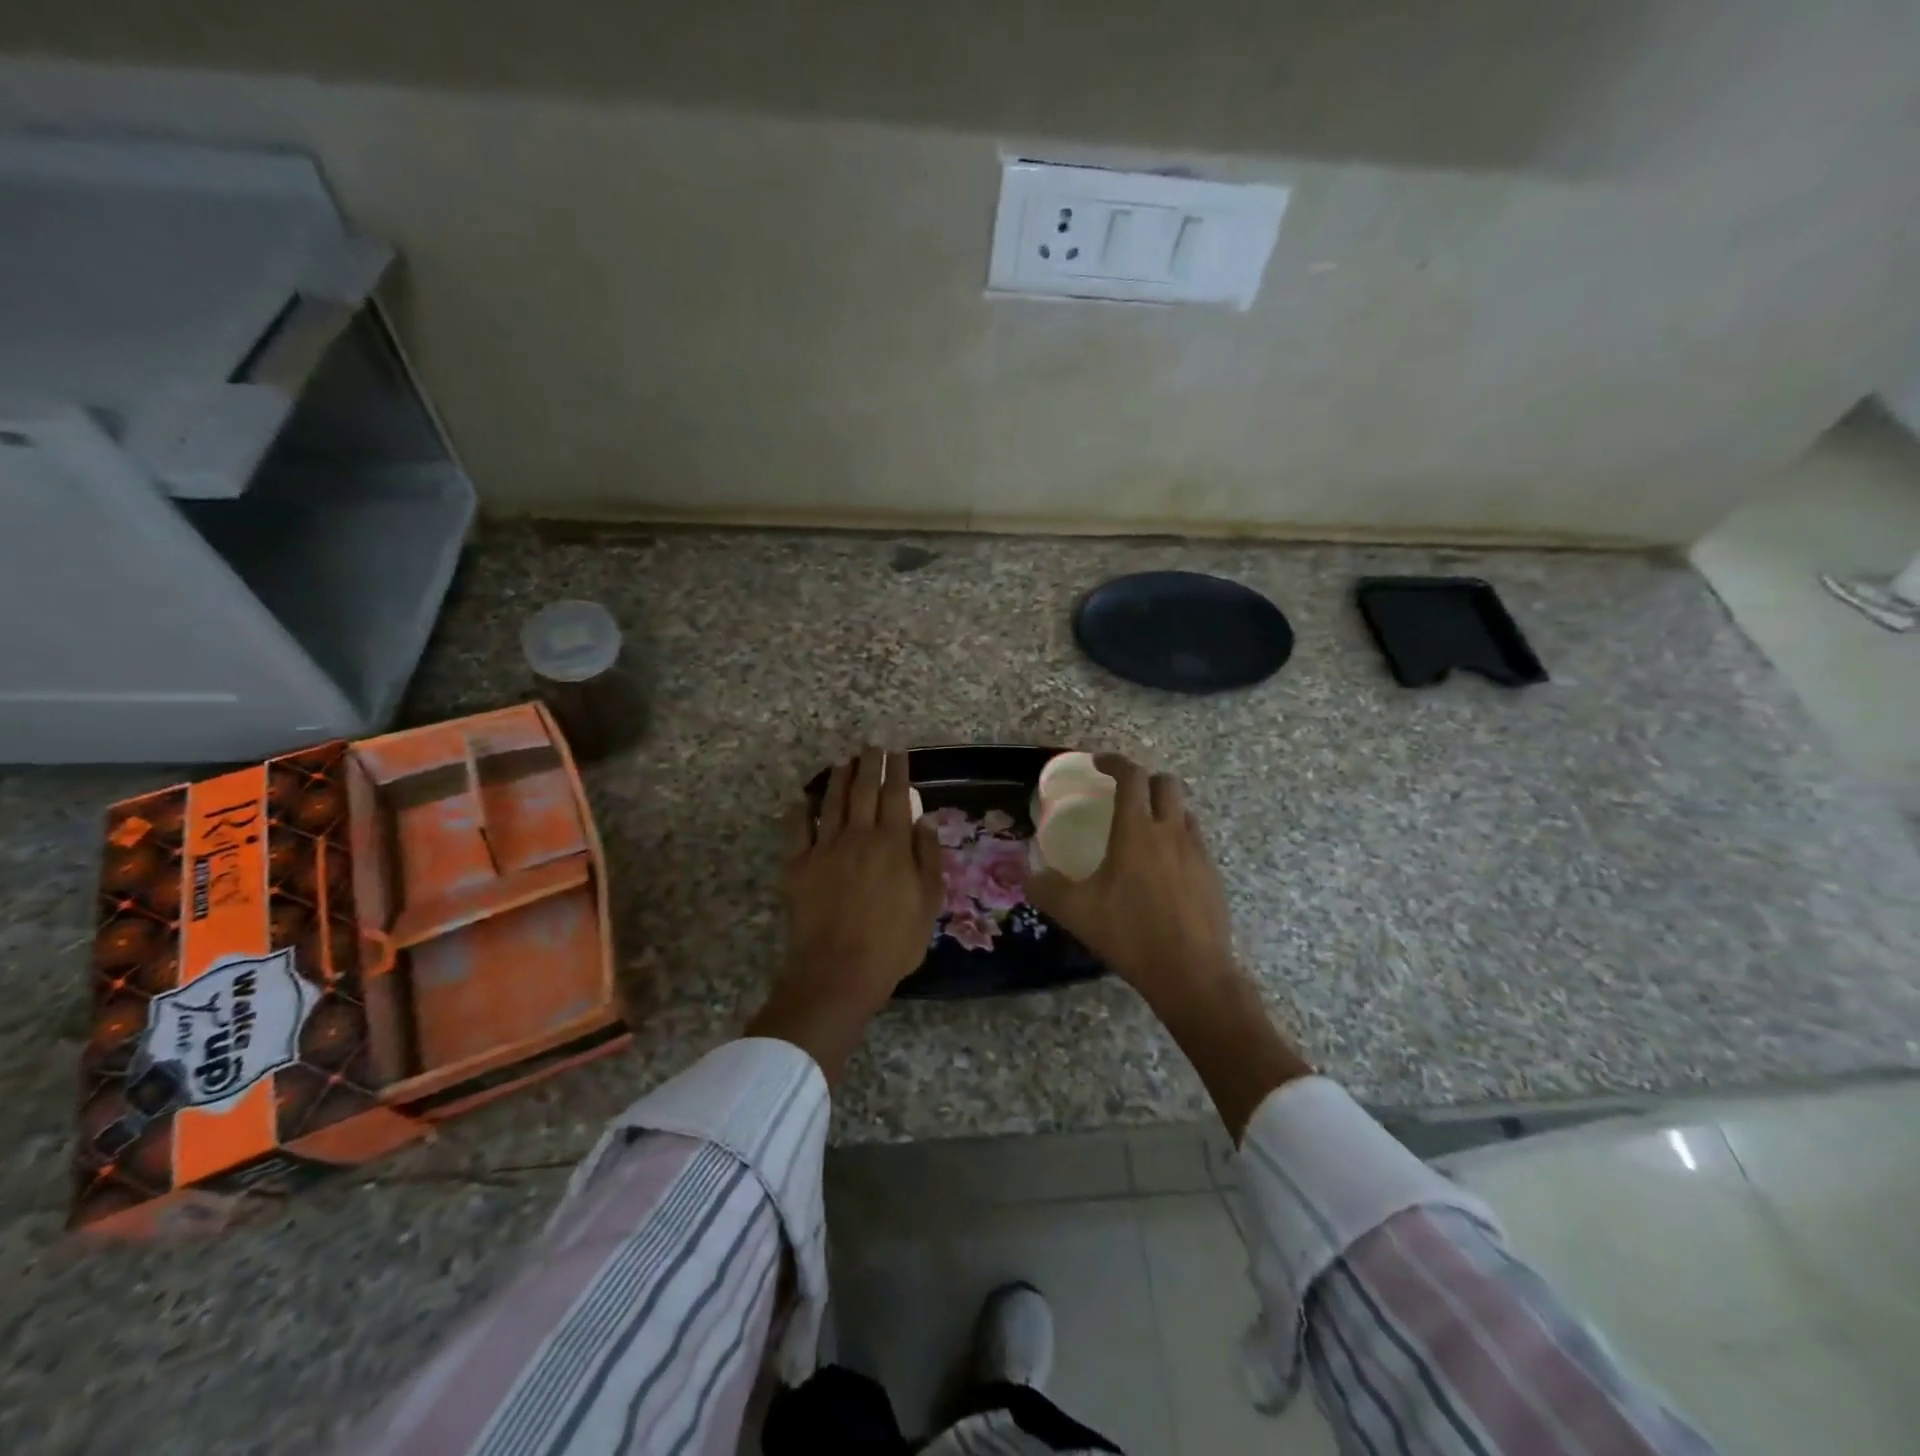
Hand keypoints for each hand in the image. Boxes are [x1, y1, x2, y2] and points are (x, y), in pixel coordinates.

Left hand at [746, 747, 943, 1082]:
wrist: (838, 971)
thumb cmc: (893, 942)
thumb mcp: (928, 903)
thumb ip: (928, 857)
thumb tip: (925, 820)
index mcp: (892, 844)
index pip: (896, 796)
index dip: (898, 771)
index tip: (899, 751)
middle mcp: (858, 836)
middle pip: (863, 791)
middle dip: (869, 764)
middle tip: (871, 745)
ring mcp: (824, 849)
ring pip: (831, 803)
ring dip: (838, 779)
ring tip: (843, 761)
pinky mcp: (798, 866)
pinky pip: (797, 830)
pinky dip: (800, 811)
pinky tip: (802, 799)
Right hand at [1026, 754, 1238, 1016]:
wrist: (1191, 973)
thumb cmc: (1130, 934)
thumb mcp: (1076, 912)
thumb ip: (1045, 888)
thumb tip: (1029, 875)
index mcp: (1136, 831)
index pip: (1131, 777)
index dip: (1114, 762)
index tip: (1099, 763)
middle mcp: (1170, 831)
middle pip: (1166, 783)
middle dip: (1144, 780)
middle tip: (1124, 795)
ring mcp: (1197, 852)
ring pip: (1184, 811)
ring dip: (1164, 809)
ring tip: (1143, 831)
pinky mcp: (1212, 875)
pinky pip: (1195, 841)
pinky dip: (1177, 838)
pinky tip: (1163, 868)